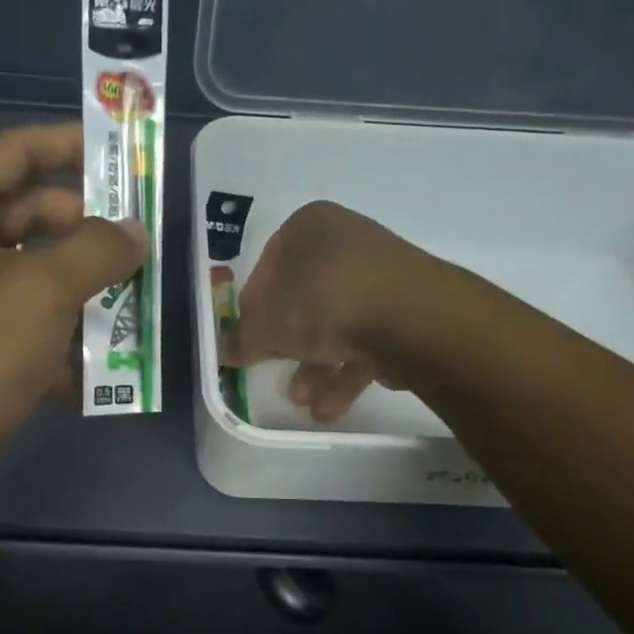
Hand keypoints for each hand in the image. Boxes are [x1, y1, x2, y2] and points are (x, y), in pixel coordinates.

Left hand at [0, 123, 145, 504]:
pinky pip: (17, 328)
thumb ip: (97, 251)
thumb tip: (134, 231)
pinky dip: (55, 340)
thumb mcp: (41, 292)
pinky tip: (99, 368)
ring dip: (79, 291)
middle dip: (85, 230)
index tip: (125, 155)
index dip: (70, 145)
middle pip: (25, 216)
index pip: (13, 152)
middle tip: (142, 244)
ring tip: (136, 304)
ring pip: (27, 278)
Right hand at [218, 200, 431, 422]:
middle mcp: (347, 241)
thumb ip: (241, 340)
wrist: (413, 318)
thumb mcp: (267, 327)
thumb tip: (220, 351)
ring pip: (337, 323)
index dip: (253, 307)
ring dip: (316, 367)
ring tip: (305, 402)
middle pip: (304, 298)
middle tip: (274, 374)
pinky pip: (368, 336)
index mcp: (310, 226)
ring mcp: (383, 273)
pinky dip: (348, 369)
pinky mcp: (409, 306)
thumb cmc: (323, 303)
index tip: (250, 338)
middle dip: (288, 346)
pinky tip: (333, 406)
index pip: (268, 265)